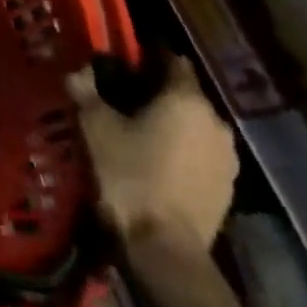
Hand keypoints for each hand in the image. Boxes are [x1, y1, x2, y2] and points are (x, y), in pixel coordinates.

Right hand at [67, 52, 237, 251]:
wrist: (164, 249)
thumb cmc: (128, 176)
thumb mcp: (95, 127)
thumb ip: (86, 91)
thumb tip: (78, 70)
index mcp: (186, 99)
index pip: (173, 60)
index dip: (147, 56)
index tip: (122, 61)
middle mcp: (216, 121)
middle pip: (184, 94)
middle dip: (156, 93)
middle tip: (121, 98)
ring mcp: (227, 158)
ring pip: (194, 126)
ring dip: (171, 124)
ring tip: (137, 132)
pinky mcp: (228, 188)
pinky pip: (200, 154)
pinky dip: (180, 151)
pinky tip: (155, 162)